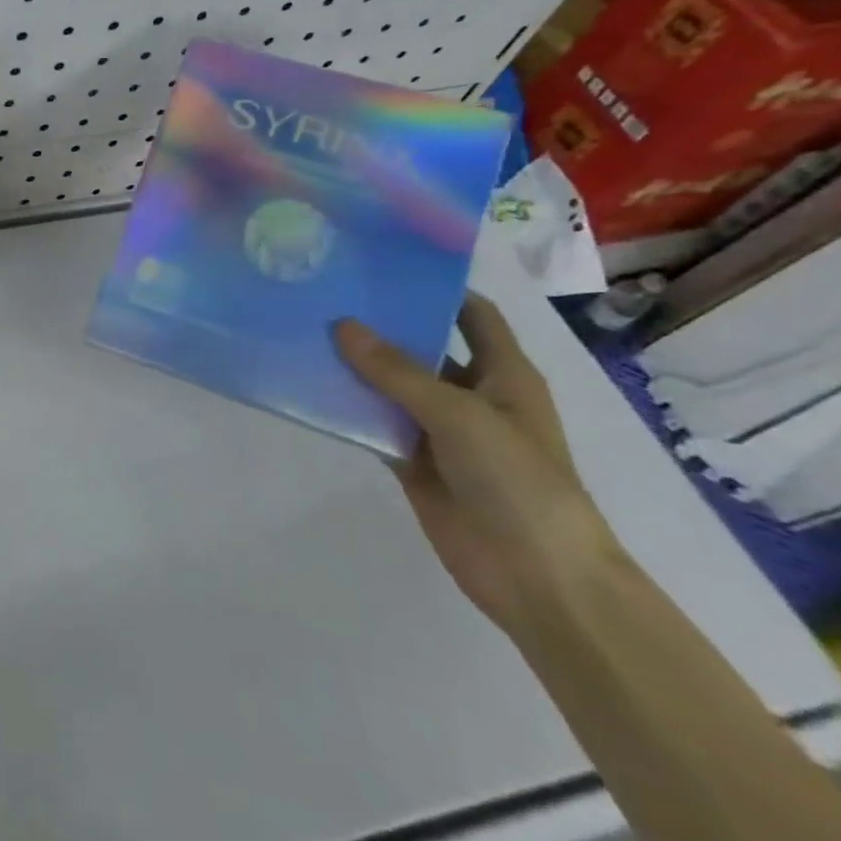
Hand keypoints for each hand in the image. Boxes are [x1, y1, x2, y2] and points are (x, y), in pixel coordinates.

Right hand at [334, 295, 622, 637]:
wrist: (536, 576)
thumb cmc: (517, 481)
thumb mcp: (459, 415)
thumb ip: (397, 371)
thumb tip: (341, 326)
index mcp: (502, 374)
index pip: (471, 314)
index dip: (437, 287)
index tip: (383, 264)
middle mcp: (470, 395)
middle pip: (421, 347)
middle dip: (380, 325)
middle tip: (325, 294)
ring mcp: (439, 430)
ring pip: (390, 387)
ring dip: (355, 367)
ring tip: (304, 332)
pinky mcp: (412, 461)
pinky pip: (373, 425)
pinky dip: (346, 410)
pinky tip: (308, 389)